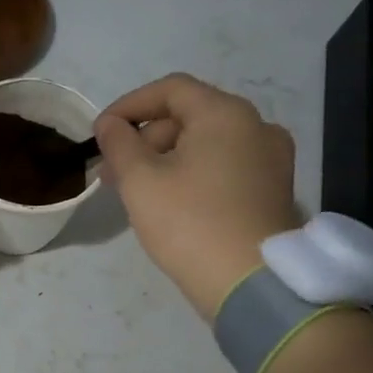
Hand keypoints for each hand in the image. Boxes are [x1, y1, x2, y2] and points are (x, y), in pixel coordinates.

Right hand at [94, 73, 300, 320]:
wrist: (250, 282)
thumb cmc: (189, 222)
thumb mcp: (140, 180)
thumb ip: (119, 143)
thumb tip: (110, 124)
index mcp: (225, 114)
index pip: (170, 89)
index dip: (129, 105)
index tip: (100, 132)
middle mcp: (256, 126)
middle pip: (189, 116)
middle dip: (145, 138)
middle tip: (113, 172)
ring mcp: (271, 159)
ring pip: (206, 143)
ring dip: (165, 158)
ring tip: (136, 191)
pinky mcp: (272, 189)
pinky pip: (224, 166)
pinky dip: (192, 173)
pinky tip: (170, 202)